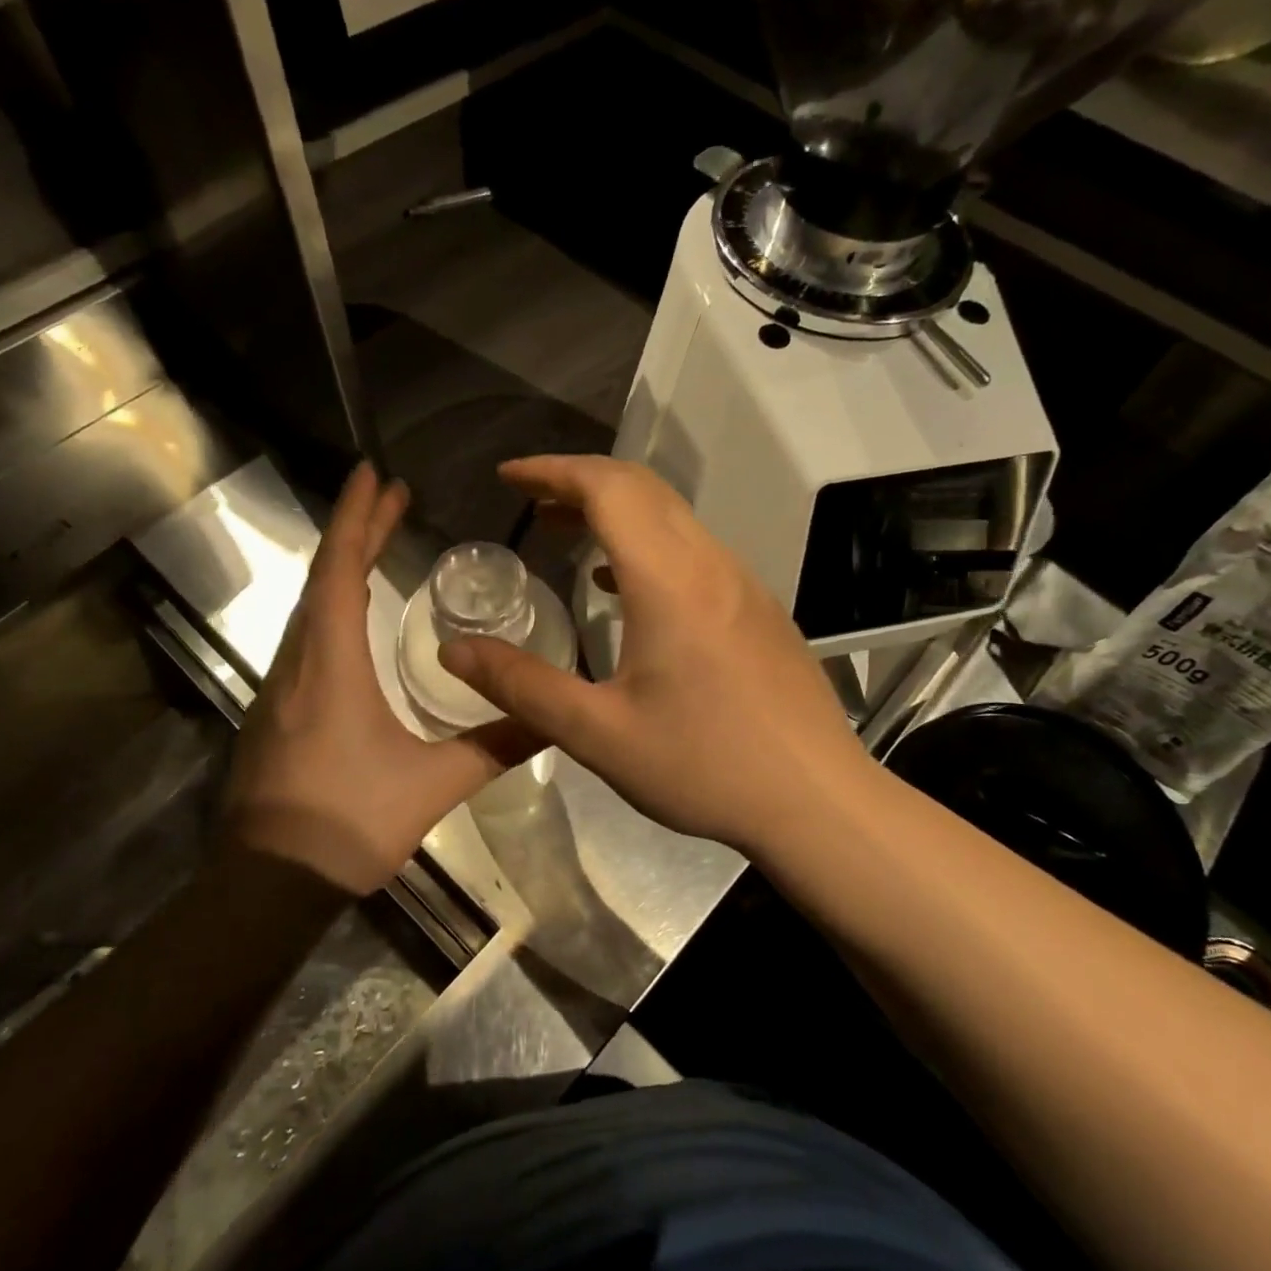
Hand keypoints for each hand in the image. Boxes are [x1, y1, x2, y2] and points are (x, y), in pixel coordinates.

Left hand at [223, 463, 540, 893]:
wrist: (268, 886)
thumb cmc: (347, 824)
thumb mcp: (433, 784)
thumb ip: (494, 746)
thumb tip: (555, 719)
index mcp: (331, 665)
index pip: (341, 572)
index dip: (357, 518)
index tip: (374, 474)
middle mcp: (299, 663)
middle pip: (324, 578)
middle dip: (357, 530)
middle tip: (391, 494)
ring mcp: (282, 687)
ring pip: (311, 607)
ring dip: (344, 566)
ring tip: (378, 539)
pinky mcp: (278, 712)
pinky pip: (306, 636)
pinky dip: (333, 603)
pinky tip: (355, 615)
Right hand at [438, 456, 869, 857]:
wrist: (817, 800)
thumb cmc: (705, 766)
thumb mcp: (599, 734)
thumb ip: (522, 686)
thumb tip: (453, 651)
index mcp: (669, 580)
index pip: (608, 488)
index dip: (552, 470)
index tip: (507, 477)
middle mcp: (711, 564)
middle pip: (642, 490)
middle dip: (579, 482)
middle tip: (530, 502)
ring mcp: (744, 584)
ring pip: (673, 518)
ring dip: (617, 513)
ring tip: (566, 536)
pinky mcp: (760, 610)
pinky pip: (696, 551)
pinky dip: (649, 545)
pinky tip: (625, 590)